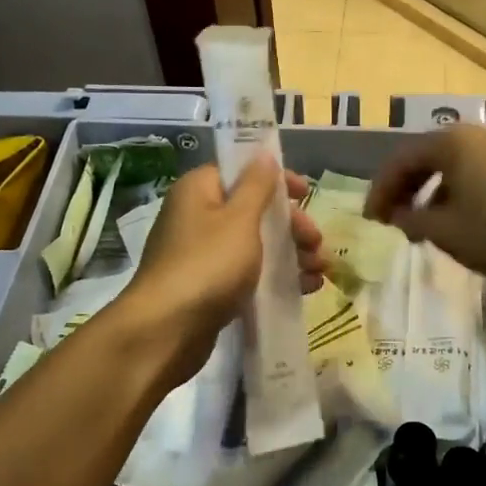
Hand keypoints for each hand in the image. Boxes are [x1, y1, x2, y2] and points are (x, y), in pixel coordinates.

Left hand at [119, 157, 324, 385]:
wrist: (166, 330)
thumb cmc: (207, 264)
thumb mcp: (239, 219)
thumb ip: (257, 186)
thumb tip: (263, 155)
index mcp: (199, 191)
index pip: (241, 173)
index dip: (276, 181)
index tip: (306, 195)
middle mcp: (197, 217)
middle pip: (253, 211)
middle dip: (291, 226)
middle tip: (317, 242)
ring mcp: (201, 254)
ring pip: (254, 245)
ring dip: (290, 253)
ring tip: (319, 271)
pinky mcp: (208, 287)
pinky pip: (248, 273)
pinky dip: (275, 276)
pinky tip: (305, 288)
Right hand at [365, 124, 485, 275]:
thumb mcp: (446, 231)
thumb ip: (413, 220)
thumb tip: (398, 214)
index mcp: (449, 143)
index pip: (400, 161)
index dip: (381, 191)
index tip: (371, 219)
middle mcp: (474, 135)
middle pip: (427, 159)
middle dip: (406, 191)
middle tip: (393, 220)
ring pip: (453, 168)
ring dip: (432, 195)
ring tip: (425, 226)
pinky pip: (476, 175)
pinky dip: (458, 195)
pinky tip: (461, 222)